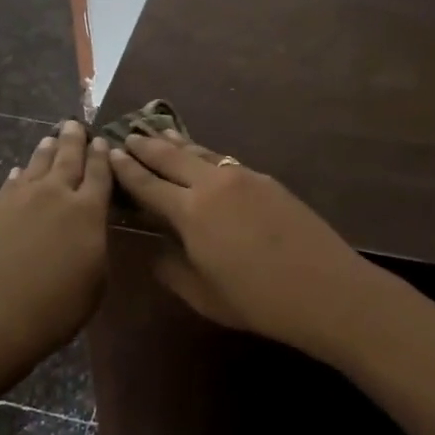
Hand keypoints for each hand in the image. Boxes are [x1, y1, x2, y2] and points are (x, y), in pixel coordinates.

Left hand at [0, 121, 112, 363]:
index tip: (102, 140)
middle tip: (74, 124)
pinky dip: (17, 176)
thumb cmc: (52, 309)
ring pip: (36, 165)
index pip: (99, 174)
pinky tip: (17, 173)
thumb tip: (89, 232)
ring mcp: (18, 201)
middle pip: (67, 159)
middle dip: (73, 140)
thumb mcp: (94, 285)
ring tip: (50, 138)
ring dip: (45, 151)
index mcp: (87, 211)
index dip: (102, 156)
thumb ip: (95, 250)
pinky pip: (10, 185)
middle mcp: (54, 195)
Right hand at [108, 133, 373, 354]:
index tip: (110, 153)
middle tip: (129, 135)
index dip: (127, 169)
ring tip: (161, 133)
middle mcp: (214, 184)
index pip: (148, 184)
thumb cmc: (258, 300)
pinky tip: (206, 159)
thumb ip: (172, 269)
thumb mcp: (204, 295)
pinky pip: (227, 162)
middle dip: (148, 146)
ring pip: (203, 153)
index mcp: (190, 212)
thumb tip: (156, 250)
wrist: (324, 288)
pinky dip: (207, 156)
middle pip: (173, 157)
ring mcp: (244, 177)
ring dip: (178, 143)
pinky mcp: (268, 181)